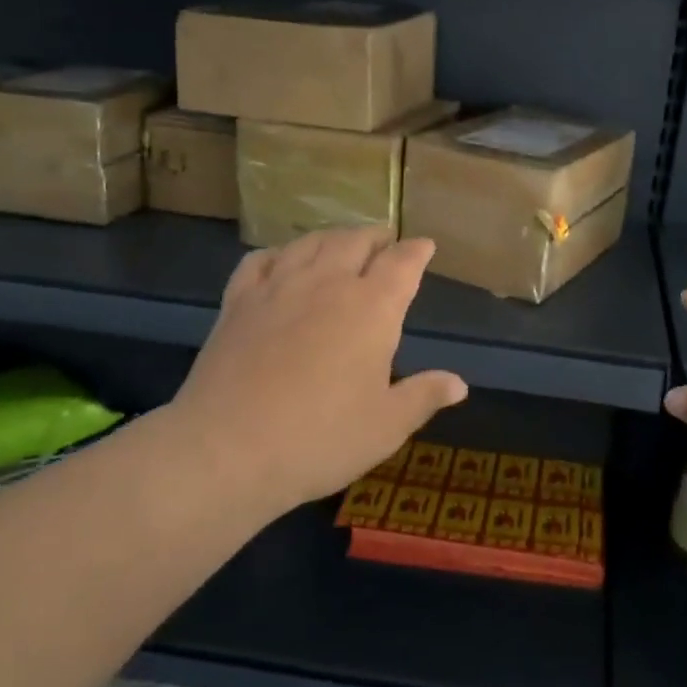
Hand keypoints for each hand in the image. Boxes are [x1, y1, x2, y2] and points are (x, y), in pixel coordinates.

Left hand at [169, 227, 467, 515]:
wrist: (227, 450)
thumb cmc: (320, 438)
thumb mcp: (386, 425)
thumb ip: (424, 396)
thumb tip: (458, 384)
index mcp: (372, 307)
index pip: (402, 263)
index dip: (417, 251)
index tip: (425, 246)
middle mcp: (327, 283)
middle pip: (355, 240)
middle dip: (376, 237)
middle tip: (386, 242)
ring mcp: (278, 288)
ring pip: (310, 242)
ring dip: (333, 237)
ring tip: (342, 242)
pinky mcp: (238, 302)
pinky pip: (261, 260)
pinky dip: (279, 253)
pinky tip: (282, 261)